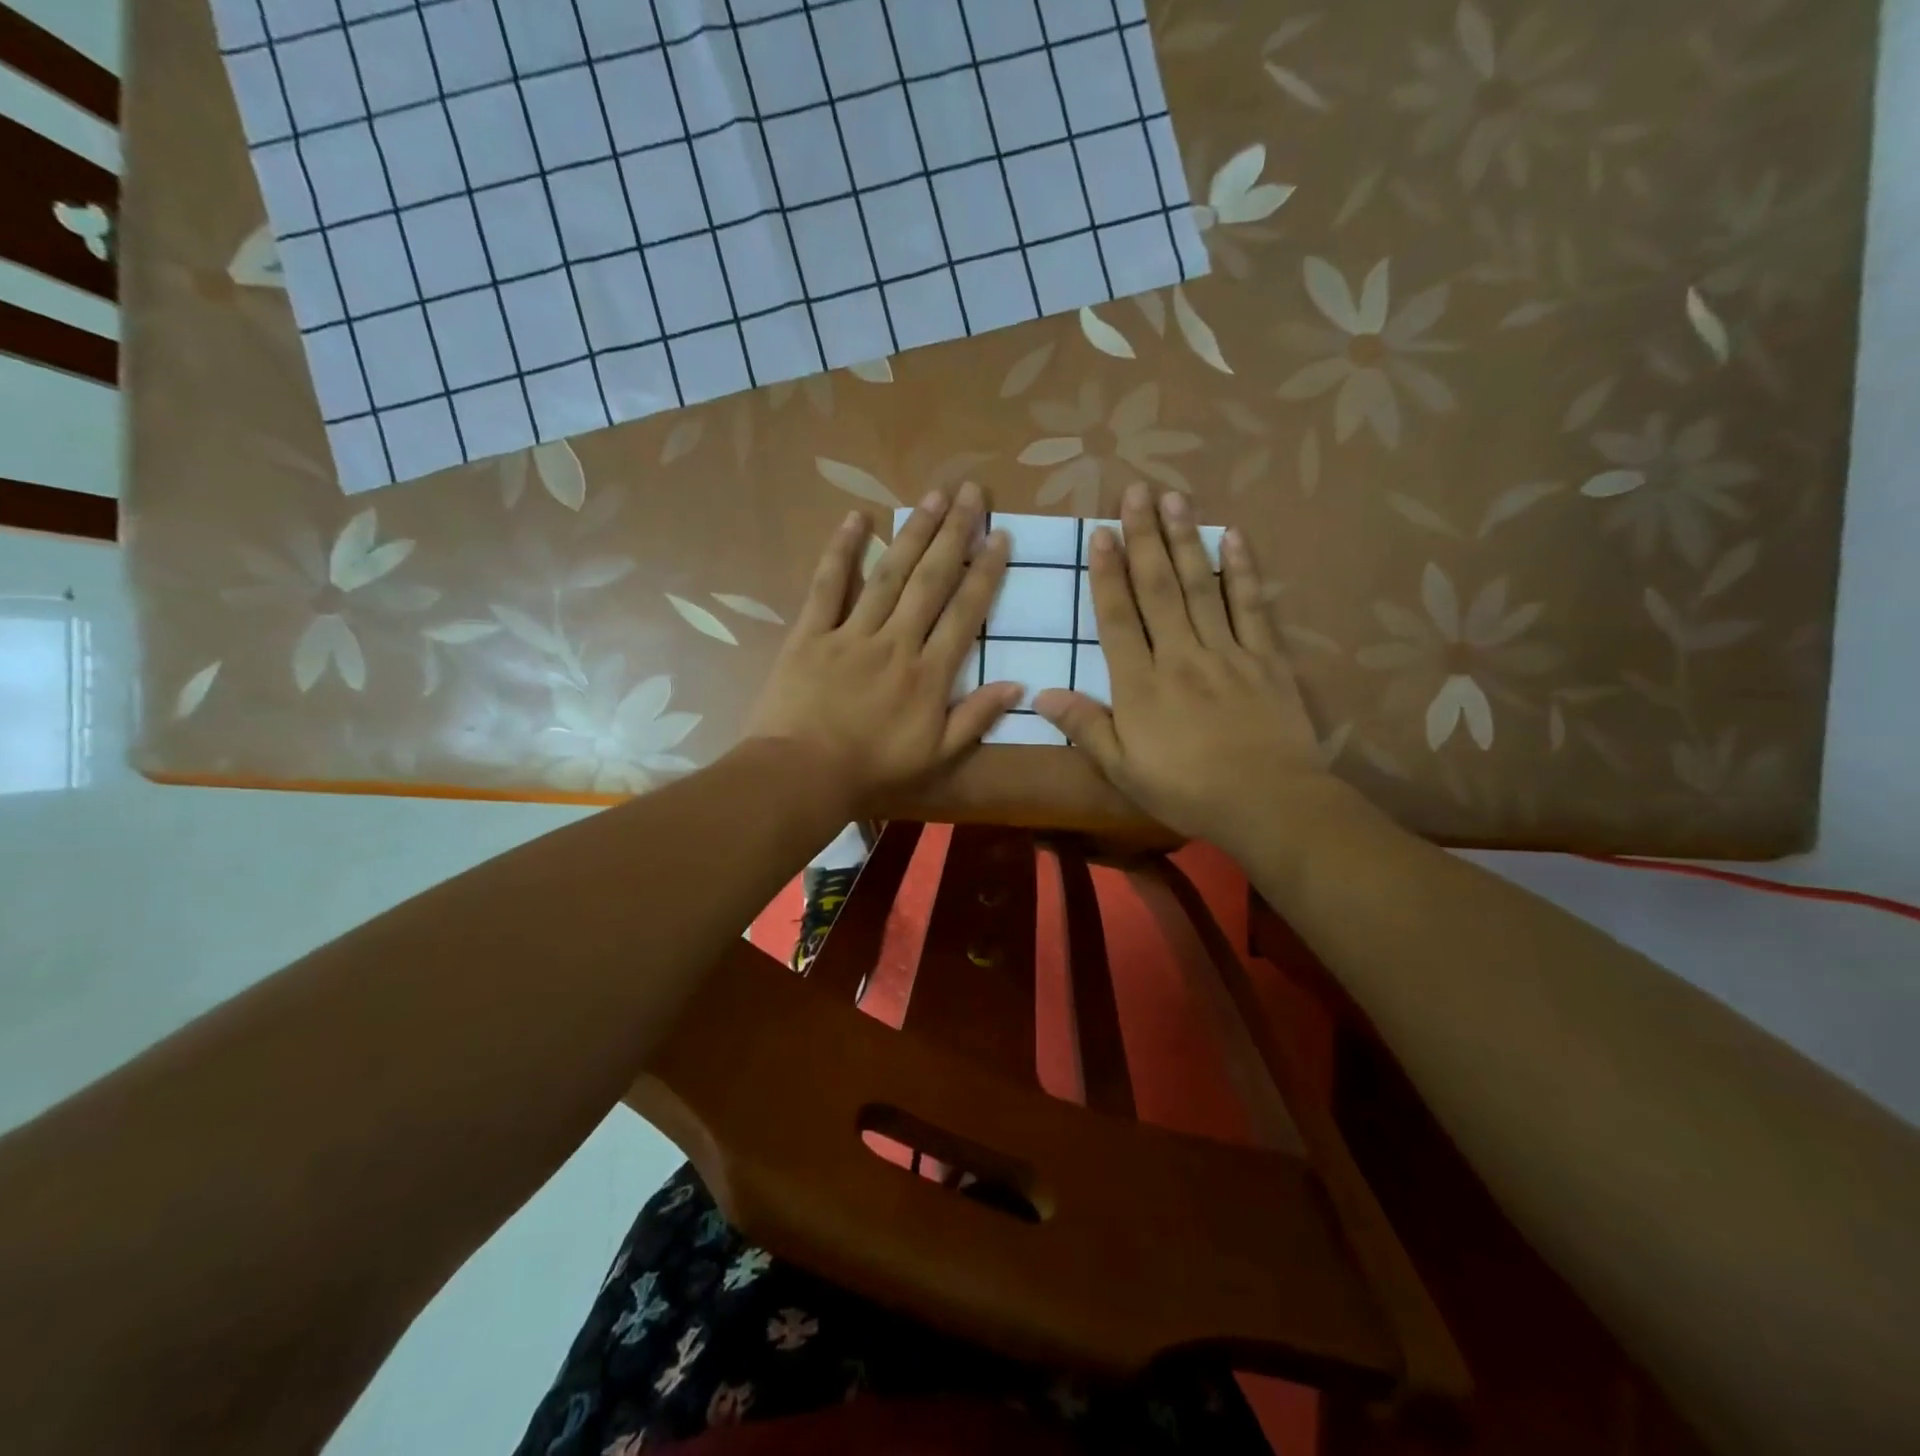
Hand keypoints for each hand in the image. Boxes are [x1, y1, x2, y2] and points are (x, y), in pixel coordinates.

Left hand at [745, 482, 1020, 812]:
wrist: (803, 775)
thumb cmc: (873, 769)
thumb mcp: (937, 756)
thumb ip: (976, 718)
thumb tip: (1018, 685)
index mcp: (929, 674)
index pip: (964, 613)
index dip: (985, 572)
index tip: (1001, 537)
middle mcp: (896, 642)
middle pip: (930, 580)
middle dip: (955, 534)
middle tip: (973, 493)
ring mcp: (852, 634)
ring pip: (888, 574)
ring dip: (913, 532)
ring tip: (935, 496)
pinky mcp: (811, 634)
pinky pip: (827, 587)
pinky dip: (841, 551)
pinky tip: (857, 519)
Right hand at [1035, 484, 1349, 855]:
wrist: (1267, 803)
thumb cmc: (1186, 790)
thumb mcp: (1123, 769)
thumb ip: (1085, 727)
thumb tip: (1041, 695)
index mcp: (1141, 684)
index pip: (1118, 618)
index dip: (1107, 573)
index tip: (1102, 533)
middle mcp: (1180, 656)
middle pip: (1158, 589)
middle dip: (1145, 538)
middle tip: (1137, 492)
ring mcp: (1226, 652)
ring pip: (1201, 587)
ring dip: (1185, 541)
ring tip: (1174, 500)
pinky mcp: (1265, 658)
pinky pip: (1251, 607)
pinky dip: (1243, 571)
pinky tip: (1234, 538)